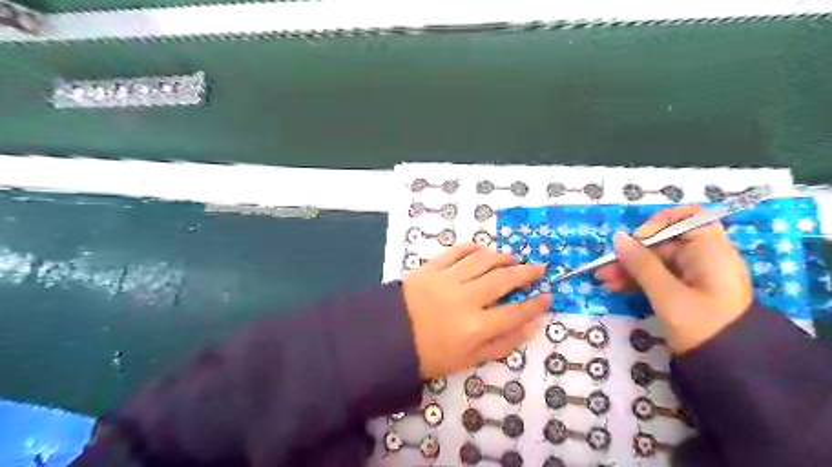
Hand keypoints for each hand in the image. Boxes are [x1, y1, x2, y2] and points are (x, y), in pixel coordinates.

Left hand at [404, 245, 550, 378]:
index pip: (515, 312)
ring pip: (483, 260)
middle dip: (526, 273)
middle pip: (504, 280)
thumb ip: (502, 344)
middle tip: (538, 268)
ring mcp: (447, 280)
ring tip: (514, 258)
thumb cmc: (429, 354)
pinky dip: (472, 247)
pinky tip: (483, 249)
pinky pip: (456, 251)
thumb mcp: (468, 360)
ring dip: (502, 257)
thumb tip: (530, 326)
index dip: (536, 304)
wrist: (386, 338)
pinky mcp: (430, 268)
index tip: (548, 295)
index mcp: (475, 327)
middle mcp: (465, 299)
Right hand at [595, 206, 752, 350]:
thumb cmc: (702, 326)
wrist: (729, 367)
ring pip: (656, 262)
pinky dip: (637, 280)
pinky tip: (614, 287)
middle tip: (605, 266)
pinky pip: (657, 277)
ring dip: (629, 268)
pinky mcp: (684, 291)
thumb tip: (617, 238)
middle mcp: (703, 258)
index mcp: (710, 251)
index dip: (661, 223)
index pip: (688, 218)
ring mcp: (693, 276)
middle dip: (632, 253)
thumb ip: (641, 264)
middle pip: (663, 243)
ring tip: (603, 279)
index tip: (639, 239)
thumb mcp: (667, 294)